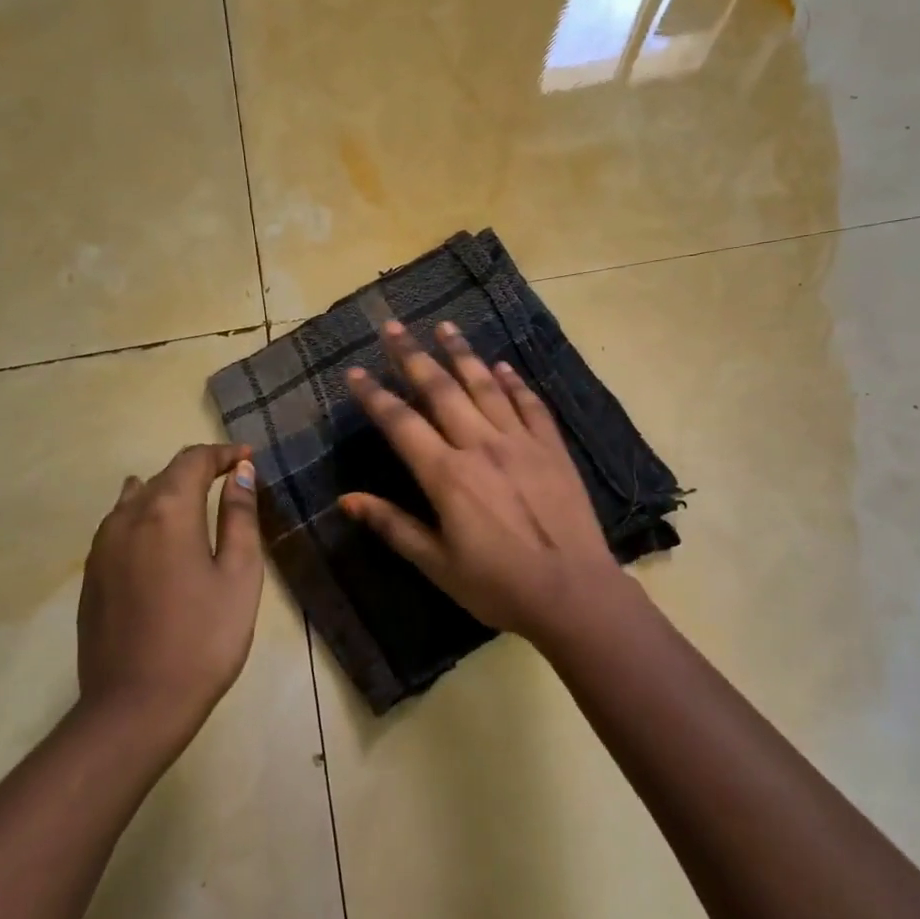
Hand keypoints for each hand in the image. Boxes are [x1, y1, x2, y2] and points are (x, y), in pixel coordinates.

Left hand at [77, 444, 263, 734]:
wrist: (135, 707)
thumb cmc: (203, 638)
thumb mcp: (239, 574)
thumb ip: (240, 516)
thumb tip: (242, 473)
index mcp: (168, 511)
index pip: (194, 461)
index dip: (224, 454)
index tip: (248, 459)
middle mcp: (128, 517)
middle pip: (165, 474)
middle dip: (200, 470)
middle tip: (232, 479)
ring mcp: (103, 546)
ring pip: (137, 497)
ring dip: (170, 490)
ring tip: (197, 501)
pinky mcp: (92, 574)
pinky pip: (120, 524)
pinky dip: (146, 513)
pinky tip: (158, 531)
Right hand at [339, 320, 636, 644]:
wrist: (573, 592)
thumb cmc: (498, 585)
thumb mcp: (437, 564)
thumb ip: (393, 526)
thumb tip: (346, 499)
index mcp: (447, 474)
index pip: (401, 423)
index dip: (374, 395)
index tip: (355, 371)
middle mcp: (480, 445)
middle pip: (441, 390)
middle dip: (413, 356)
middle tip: (393, 326)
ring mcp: (520, 442)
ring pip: (485, 386)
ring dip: (462, 354)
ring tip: (444, 326)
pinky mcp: (552, 447)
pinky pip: (529, 404)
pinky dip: (514, 382)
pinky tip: (502, 365)